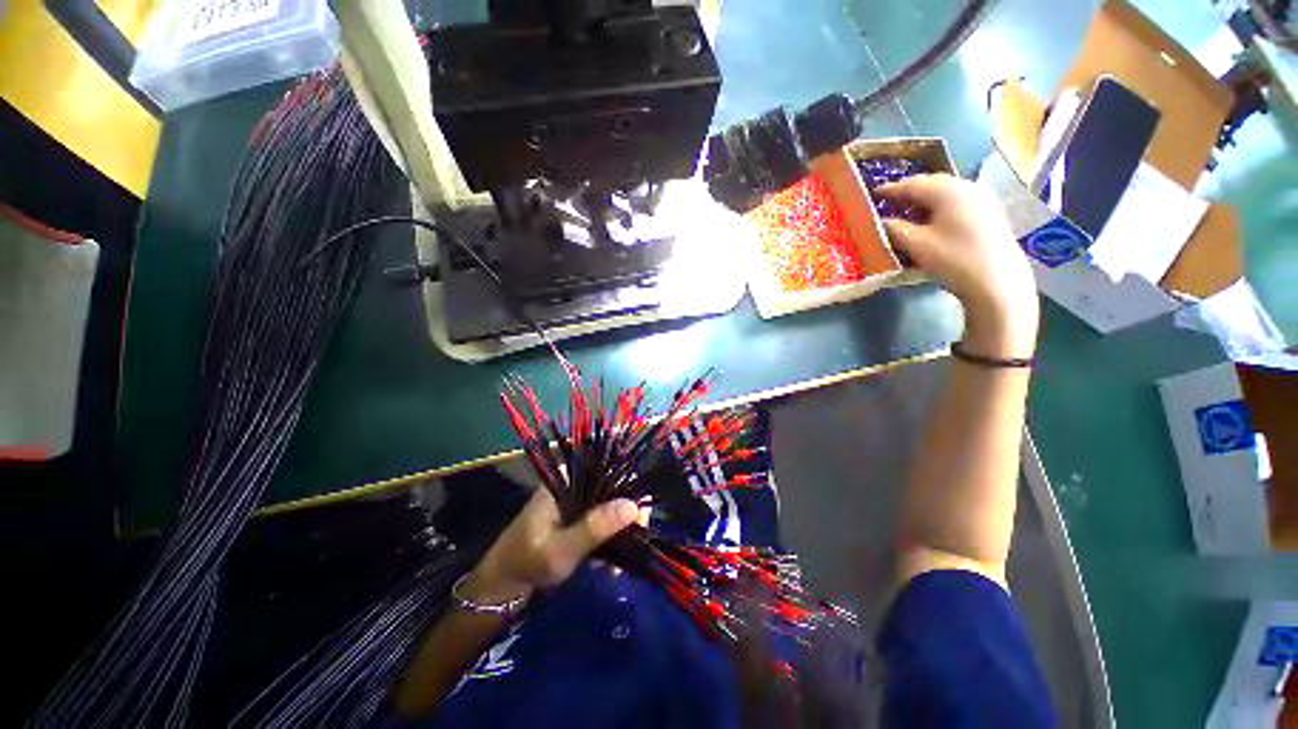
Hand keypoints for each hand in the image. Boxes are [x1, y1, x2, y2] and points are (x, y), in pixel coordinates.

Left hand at [462, 489, 639, 605]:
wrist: (502, 586)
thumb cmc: (527, 562)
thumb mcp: (562, 548)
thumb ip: (595, 527)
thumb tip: (633, 506)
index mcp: (566, 479)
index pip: (605, 469)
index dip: (629, 484)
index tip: (643, 511)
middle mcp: (573, 484)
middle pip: (611, 486)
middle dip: (628, 509)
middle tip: (641, 533)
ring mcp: (574, 501)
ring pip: (608, 503)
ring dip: (621, 524)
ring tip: (632, 546)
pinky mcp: (576, 518)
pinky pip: (601, 518)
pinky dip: (611, 533)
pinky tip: (617, 555)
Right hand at [876, 174, 1038, 358]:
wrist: (997, 280)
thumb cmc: (953, 259)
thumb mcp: (916, 245)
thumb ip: (894, 229)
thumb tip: (880, 222)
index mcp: (947, 191)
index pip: (912, 184)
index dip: (890, 189)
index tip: (873, 194)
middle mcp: (966, 186)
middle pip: (931, 183)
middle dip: (909, 191)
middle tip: (889, 201)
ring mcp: (981, 197)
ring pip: (945, 191)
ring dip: (924, 198)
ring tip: (907, 210)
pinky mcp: (989, 211)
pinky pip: (957, 200)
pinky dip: (939, 205)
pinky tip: (931, 217)